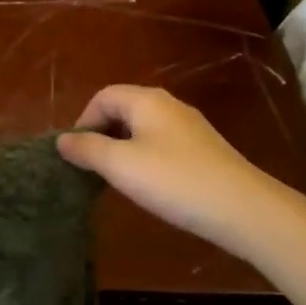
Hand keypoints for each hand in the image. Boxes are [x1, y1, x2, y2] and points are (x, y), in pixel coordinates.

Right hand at [57, 85, 293, 254]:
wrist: (243, 208)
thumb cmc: (174, 181)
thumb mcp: (121, 166)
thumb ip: (88, 150)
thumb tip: (62, 140)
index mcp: (146, 100)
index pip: (103, 96)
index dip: (83, 121)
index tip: (76, 155)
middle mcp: (168, 104)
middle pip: (123, 108)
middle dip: (102, 134)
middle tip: (92, 168)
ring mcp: (189, 126)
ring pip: (144, 127)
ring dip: (124, 148)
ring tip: (117, 179)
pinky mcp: (204, 149)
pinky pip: (163, 143)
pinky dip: (146, 157)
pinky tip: (151, 186)